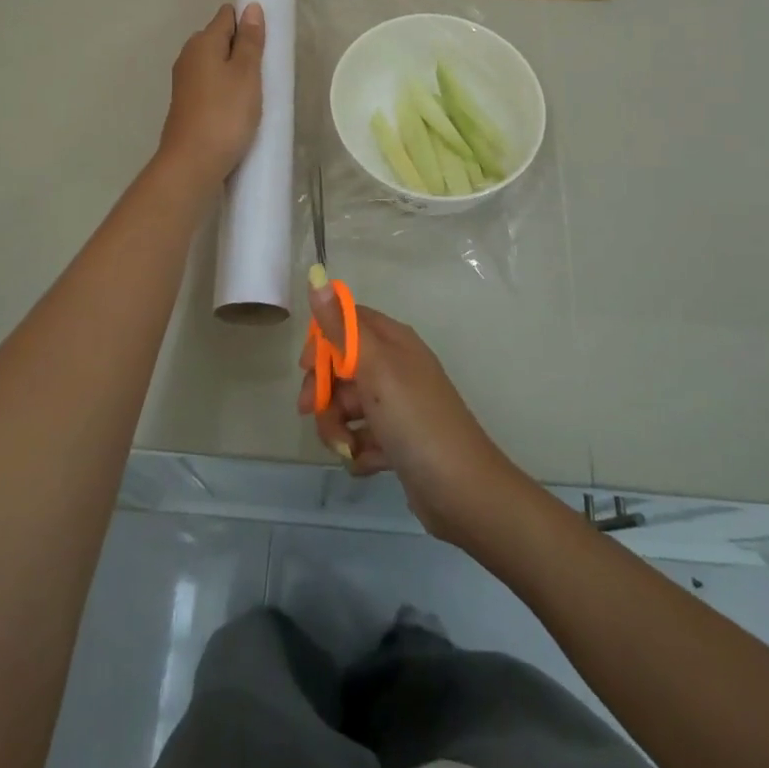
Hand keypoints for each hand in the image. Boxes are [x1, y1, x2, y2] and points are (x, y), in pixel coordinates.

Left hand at [156, 3, 264, 191]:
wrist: (192, 164)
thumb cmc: (225, 114)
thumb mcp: (246, 74)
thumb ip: (250, 41)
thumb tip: (251, 7)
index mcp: (202, 42)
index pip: (227, 16)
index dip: (248, 22)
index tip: (268, 41)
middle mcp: (189, 56)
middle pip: (220, 40)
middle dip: (242, 48)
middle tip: (266, 69)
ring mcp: (185, 82)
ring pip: (216, 64)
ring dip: (235, 72)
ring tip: (257, 91)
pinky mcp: (187, 104)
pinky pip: (211, 85)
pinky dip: (226, 90)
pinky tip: (239, 108)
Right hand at [298, 282, 527, 544]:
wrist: (462, 491)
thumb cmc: (415, 420)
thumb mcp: (375, 367)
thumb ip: (341, 326)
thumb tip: (317, 275)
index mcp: (393, 342)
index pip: (348, 322)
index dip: (322, 341)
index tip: (306, 366)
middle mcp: (396, 368)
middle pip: (342, 367)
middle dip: (323, 391)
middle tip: (311, 411)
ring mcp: (398, 406)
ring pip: (348, 406)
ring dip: (337, 427)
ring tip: (346, 447)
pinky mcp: (398, 441)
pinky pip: (363, 437)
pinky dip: (359, 450)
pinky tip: (367, 463)